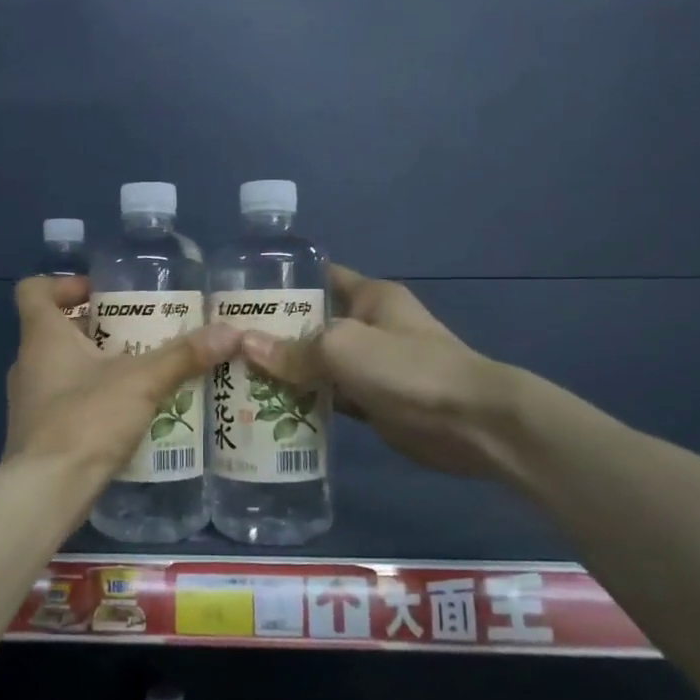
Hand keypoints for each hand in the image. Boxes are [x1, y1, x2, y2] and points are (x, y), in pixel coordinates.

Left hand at [5, 276, 239, 476]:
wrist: (47, 490)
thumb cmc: (86, 420)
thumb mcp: (142, 382)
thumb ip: (183, 356)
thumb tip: (230, 331)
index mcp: (42, 337)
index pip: (34, 290)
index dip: (63, 283)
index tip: (99, 293)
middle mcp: (28, 363)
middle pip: (55, 330)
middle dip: (96, 328)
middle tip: (137, 332)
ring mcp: (28, 402)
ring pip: (61, 368)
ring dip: (96, 366)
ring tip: (140, 372)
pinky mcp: (37, 433)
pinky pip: (65, 402)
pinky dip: (91, 399)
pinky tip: (126, 413)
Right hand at [238, 264, 524, 479]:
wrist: (470, 422)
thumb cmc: (407, 368)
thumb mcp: (343, 348)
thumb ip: (295, 350)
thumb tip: (245, 346)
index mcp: (370, 297)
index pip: (322, 277)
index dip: (286, 282)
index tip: (244, 295)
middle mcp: (371, 326)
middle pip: (315, 324)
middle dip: (277, 334)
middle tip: (229, 344)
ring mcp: (374, 366)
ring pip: (321, 364)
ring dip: (289, 372)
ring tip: (238, 378)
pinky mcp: (376, 401)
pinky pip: (333, 397)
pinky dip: (309, 402)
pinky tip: (272, 409)